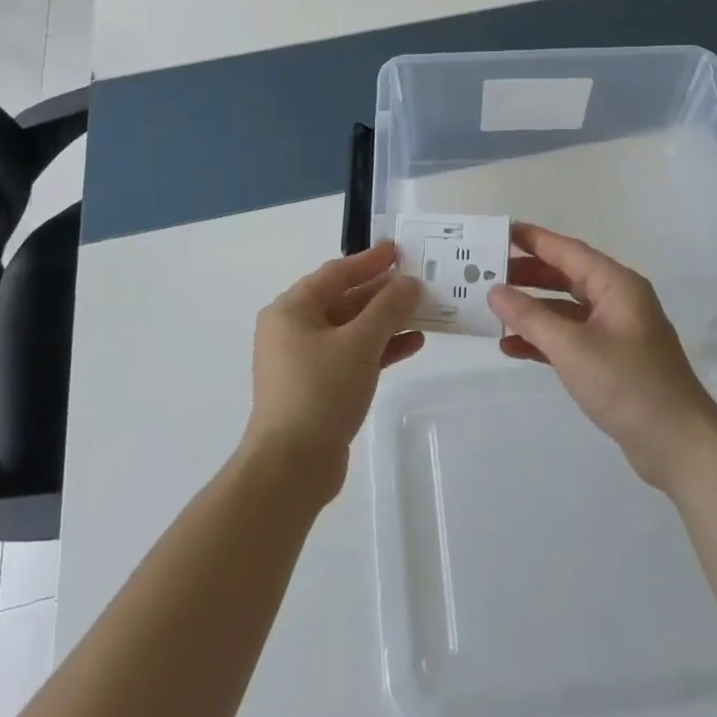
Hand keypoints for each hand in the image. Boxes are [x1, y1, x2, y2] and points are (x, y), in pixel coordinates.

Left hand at [242, 242, 422, 499]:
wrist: (292, 466)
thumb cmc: (321, 391)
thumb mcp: (360, 342)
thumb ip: (388, 308)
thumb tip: (409, 283)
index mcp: (292, 310)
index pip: (336, 273)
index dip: (369, 260)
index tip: (399, 250)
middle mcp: (294, 329)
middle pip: (344, 299)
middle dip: (383, 292)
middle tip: (419, 280)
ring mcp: (305, 360)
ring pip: (352, 329)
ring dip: (386, 320)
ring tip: (425, 311)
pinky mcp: (318, 387)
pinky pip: (353, 355)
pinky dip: (380, 348)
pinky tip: (412, 344)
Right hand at [488, 224, 716, 490]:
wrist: (679, 445)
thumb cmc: (628, 384)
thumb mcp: (573, 347)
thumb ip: (531, 317)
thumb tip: (495, 291)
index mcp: (617, 285)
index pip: (568, 251)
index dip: (534, 239)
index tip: (499, 231)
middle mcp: (617, 301)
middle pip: (566, 277)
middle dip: (527, 275)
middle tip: (487, 273)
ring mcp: (615, 332)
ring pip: (565, 309)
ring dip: (532, 310)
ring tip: (493, 309)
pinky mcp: (611, 361)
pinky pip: (570, 339)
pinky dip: (544, 340)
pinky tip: (512, 347)